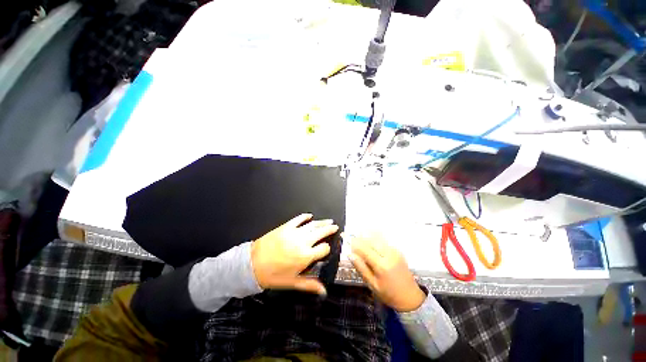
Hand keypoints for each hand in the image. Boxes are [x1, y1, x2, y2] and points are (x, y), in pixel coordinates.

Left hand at [251, 214, 337, 294]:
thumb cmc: (273, 275)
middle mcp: (303, 242)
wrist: (252, 264)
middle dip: (330, 229)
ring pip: (312, 225)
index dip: (327, 248)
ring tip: (328, 221)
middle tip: (335, 226)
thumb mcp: (292, 282)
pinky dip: (305, 216)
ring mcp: (294, 232)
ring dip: (322, 222)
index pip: (324, 248)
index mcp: (306, 256)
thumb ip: (310, 285)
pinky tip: (310, 216)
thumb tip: (324, 291)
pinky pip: (298, 219)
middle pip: (321, 233)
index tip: (326, 249)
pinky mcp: (286, 227)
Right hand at [346, 232, 425, 311]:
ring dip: (367, 236)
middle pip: (371, 241)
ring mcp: (394, 252)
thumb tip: (350, 255)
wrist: (411, 298)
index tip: (347, 242)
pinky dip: (375, 237)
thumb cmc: (389, 294)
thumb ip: (361, 268)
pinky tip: (370, 236)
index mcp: (381, 265)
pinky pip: (384, 241)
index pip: (364, 249)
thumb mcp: (372, 285)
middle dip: (360, 238)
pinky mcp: (397, 251)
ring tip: (358, 234)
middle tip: (351, 237)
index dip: (355, 245)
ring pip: (378, 239)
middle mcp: (388, 255)